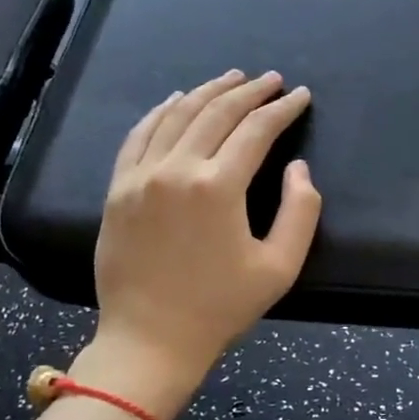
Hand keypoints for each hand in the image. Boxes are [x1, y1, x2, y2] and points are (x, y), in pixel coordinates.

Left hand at [83, 71, 320, 419]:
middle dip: (250, 91)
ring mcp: (140, 176)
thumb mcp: (280, 267)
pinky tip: (177, 100)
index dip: (283, 109)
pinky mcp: (118, 189)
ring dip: (208, 91)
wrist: (150, 340)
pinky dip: (161, 111)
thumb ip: (300, 211)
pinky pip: (139, 135)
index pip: (256, 130)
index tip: (300, 95)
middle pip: (217, 113)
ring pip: (178, 115)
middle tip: (272, 80)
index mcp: (218, 187)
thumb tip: (297, 168)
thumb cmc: (221, 307)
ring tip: (232, 78)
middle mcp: (176, 170)